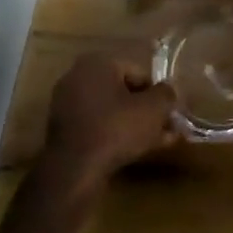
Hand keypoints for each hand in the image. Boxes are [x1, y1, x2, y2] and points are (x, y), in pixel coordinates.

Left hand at [42, 52, 177, 190]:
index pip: (139, 72)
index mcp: (98, 63)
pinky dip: (115, 134)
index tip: (170, 112)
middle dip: (147, 110)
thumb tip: (168, 91)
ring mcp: (67, 105)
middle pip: (124, 92)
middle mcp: (78, 77)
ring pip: (111, 111)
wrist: (74, 170)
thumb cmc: (116, 128)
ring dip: (134, 124)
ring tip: (158, 142)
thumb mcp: (154, 109)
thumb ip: (167, 94)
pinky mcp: (62, 131)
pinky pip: (97, 126)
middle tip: (167, 128)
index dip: (158, 93)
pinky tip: (136, 151)